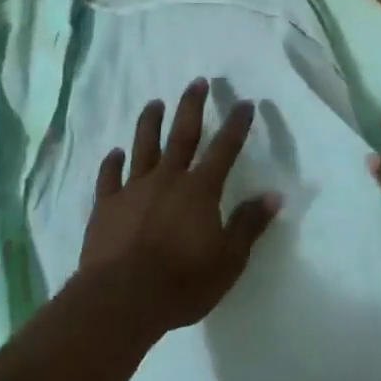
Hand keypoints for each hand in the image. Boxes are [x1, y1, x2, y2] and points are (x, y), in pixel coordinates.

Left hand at [80, 79, 277, 334]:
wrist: (123, 298)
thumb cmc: (183, 282)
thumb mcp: (229, 260)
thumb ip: (249, 224)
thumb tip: (274, 195)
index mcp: (200, 190)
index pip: (224, 149)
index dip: (236, 125)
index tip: (245, 103)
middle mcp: (167, 179)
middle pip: (182, 134)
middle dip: (192, 106)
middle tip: (197, 82)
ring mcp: (133, 189)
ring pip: (143, 146)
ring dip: (150, 123)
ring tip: (154, 103)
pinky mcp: (107, 205)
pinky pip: (109, 177)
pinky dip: (112, 163)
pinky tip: (114, 153)